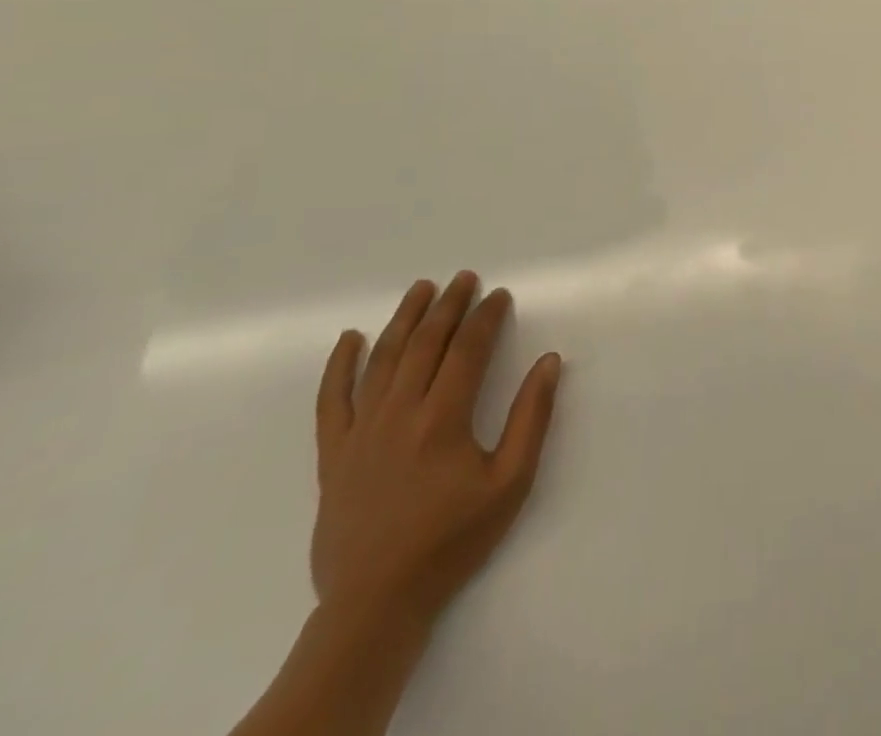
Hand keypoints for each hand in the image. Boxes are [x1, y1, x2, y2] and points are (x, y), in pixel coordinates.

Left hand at [312, 272, 562, 628]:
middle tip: (465, 278)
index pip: (467, 349)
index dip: (486, 316)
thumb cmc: (452, 540)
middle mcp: (399, 413)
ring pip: (383, 359)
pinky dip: (339, 365)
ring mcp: (361, 431)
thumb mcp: (510, 483)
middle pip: (426, 343)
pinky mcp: (333, 454)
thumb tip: (548, 362)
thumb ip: (531, 418)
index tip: (499, 295)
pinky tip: (350, 338)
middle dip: (449, 305)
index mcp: (443, 419)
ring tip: (421, 288)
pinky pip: (332, 400)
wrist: (376, 602)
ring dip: (404, 319)